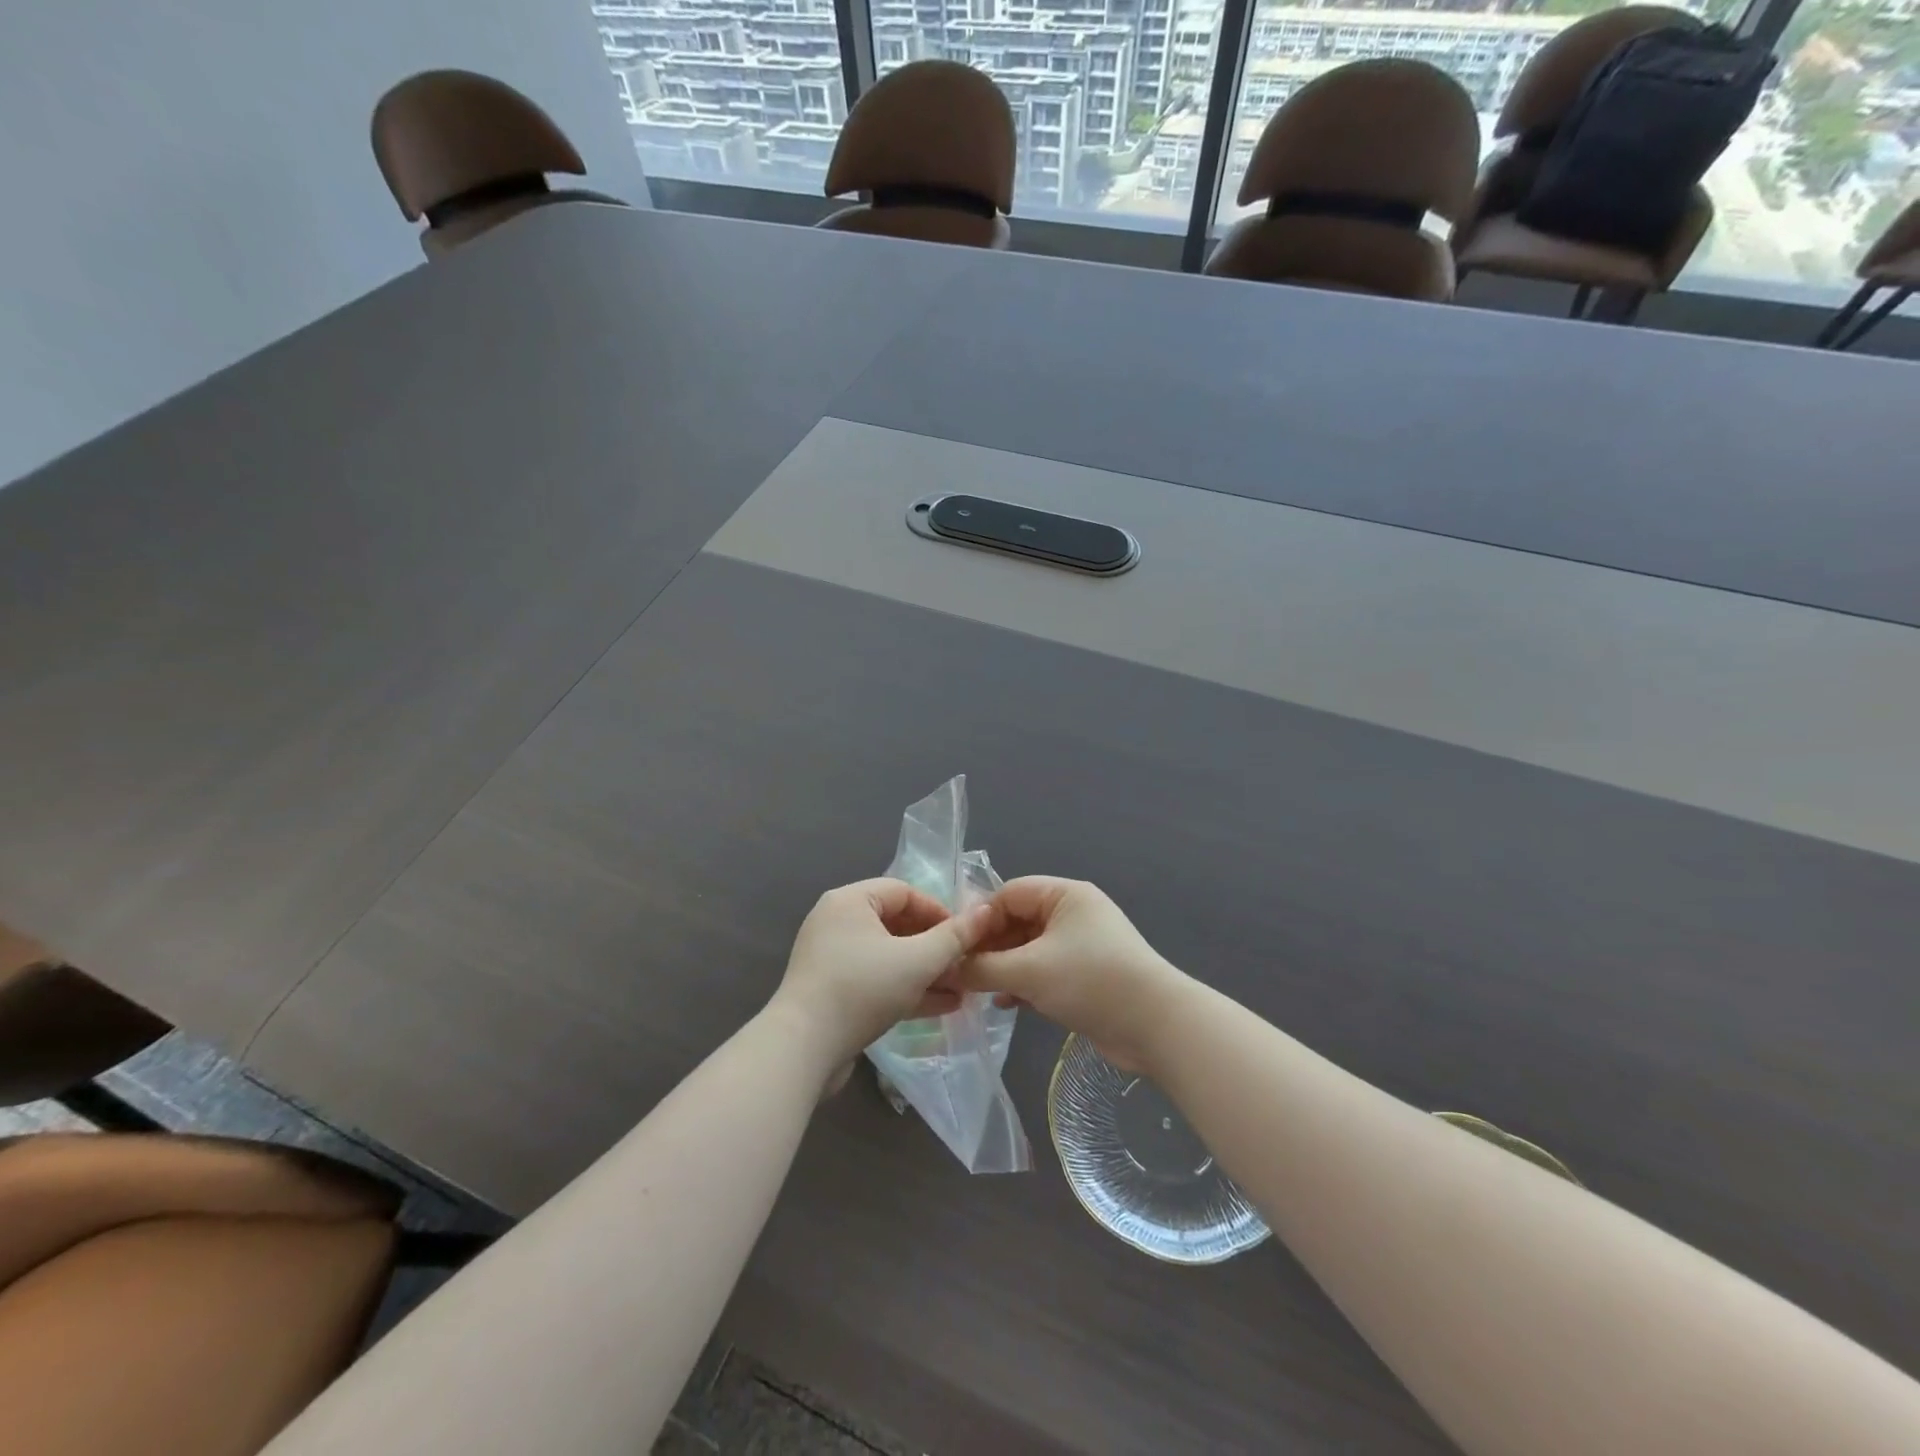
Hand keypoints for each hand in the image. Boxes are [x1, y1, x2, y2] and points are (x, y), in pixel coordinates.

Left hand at [769, 878, 995, 1070]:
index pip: (904, 892)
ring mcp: (833, 959)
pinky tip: (942, 1006)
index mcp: (850, 901)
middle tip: (966, 966)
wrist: (803, 1049)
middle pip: (897, 924)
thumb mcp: (916, 961)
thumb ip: (954, 937)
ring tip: (962, 990)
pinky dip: (906, 989)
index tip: (966, 937)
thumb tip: (985, 911)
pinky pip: (877, 981)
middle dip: (936, 947)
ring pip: (890, 957)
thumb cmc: (862, 989)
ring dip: (926, 972)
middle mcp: (838, 922)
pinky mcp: (833, 992)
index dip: (939, 911)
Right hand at [955, 877, 1187, 1072]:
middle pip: (1018, 921)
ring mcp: (1081, 945)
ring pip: (1029, 949)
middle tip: (961, 973)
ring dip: (1004, 968)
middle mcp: (1073, 913)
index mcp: (1064, 895)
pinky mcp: (1086, 975)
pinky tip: (1006, 1004)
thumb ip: (983, 968)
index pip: (1008, 894)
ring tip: (978, 991)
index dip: (979, 918)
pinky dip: (1024, 983)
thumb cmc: (1090, 981)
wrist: (1156, 1026)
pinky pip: (1044, 971)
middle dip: (989, 947)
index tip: (952, 947)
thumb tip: (946, 968)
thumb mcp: (1029, 971)